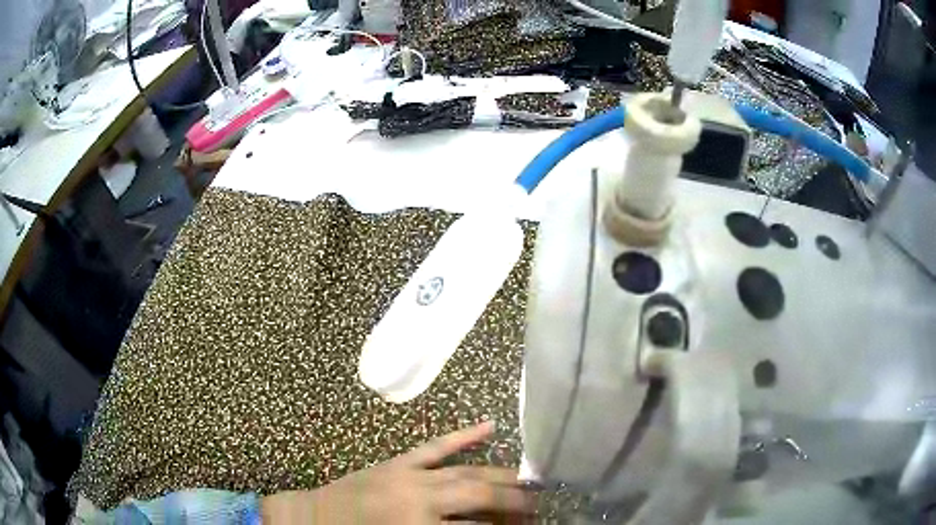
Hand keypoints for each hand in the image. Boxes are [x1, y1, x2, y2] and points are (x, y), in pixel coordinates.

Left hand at [261, 421, 533, 523]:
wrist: (313, 519)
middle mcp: (422, 497)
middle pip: (480, 495)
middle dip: (515, 501)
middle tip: (541, 504)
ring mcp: (410, 475)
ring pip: (466, 471)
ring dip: (500, 475)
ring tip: (529, 480)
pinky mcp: (398, 462)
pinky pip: (435, 447)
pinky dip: (463, 437)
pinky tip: (489, 425)